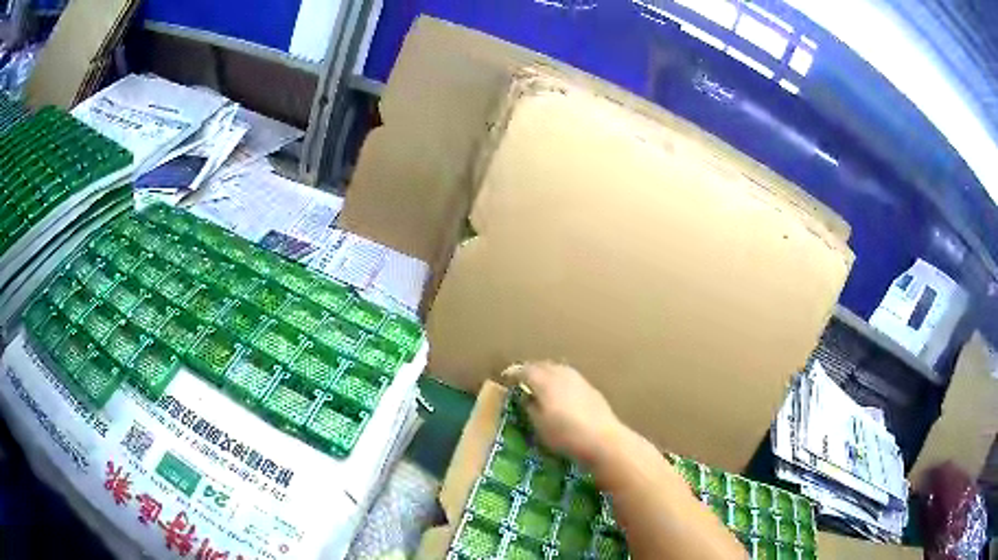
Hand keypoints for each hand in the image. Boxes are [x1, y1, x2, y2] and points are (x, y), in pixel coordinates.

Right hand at [505, 361, 624, 468]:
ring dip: (546, 373)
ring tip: (539, 383)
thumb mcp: (539, 425)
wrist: (603, 439)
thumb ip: (530, 407)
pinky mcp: (590, 388)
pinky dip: (559, 380)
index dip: (514, 373)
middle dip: (530, 370)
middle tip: (521, 378)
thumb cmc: (566, 434)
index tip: (505, 377)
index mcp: (545, 381)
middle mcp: (561, 374)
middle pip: (542, 365)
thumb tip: (526, 397)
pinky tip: (559, 391)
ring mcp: (578, 379)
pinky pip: (569, 377)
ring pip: (557, 369)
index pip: (525, 370)